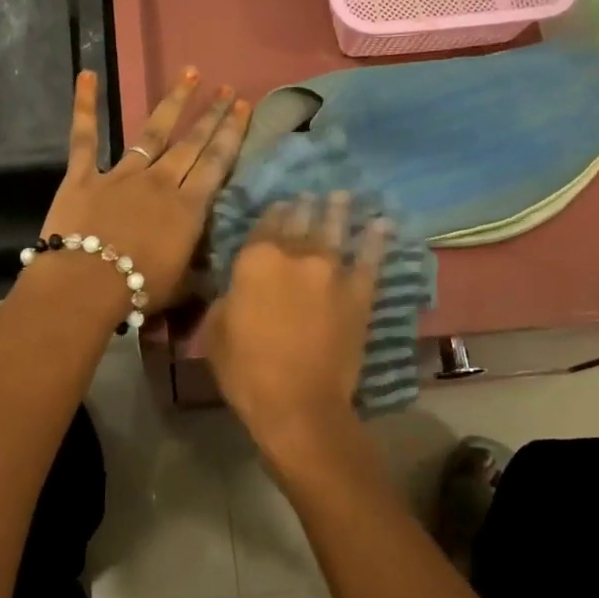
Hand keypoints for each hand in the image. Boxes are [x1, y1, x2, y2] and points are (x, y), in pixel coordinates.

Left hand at [38, 68, 249, 310]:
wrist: (87, 284)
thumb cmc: (139, 289)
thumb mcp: (182, 286)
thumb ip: (199, 271)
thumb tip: (215, 269)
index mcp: (188, 207)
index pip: (217, 163)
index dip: (232, 133)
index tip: (244, 107)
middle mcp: (160, 181)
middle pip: (191, 142)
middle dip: (212, 114)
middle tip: (227, 89)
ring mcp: (121, 174)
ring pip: (152, 132)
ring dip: (173, 102)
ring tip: (190, 74)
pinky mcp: (84, 176)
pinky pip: (85, 137)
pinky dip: (85, 105)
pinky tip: (87, 75)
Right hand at [203, 192, 388, 459]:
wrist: (298, 404)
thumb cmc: (246, 370)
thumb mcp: (216, 331)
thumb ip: (226, 299)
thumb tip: (237, 288)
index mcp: (256, 261)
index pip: (264, 225)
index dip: (273, 212)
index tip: (280, 202)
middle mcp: (295, 256)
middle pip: (301, 222)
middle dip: (305, 206)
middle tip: (311, 193)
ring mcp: (332, 273)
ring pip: (336, 231)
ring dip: (339, 210)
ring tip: (344, 195)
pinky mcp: (358, 294)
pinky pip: (370, 260)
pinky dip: (376, 240)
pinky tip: (383, 224)